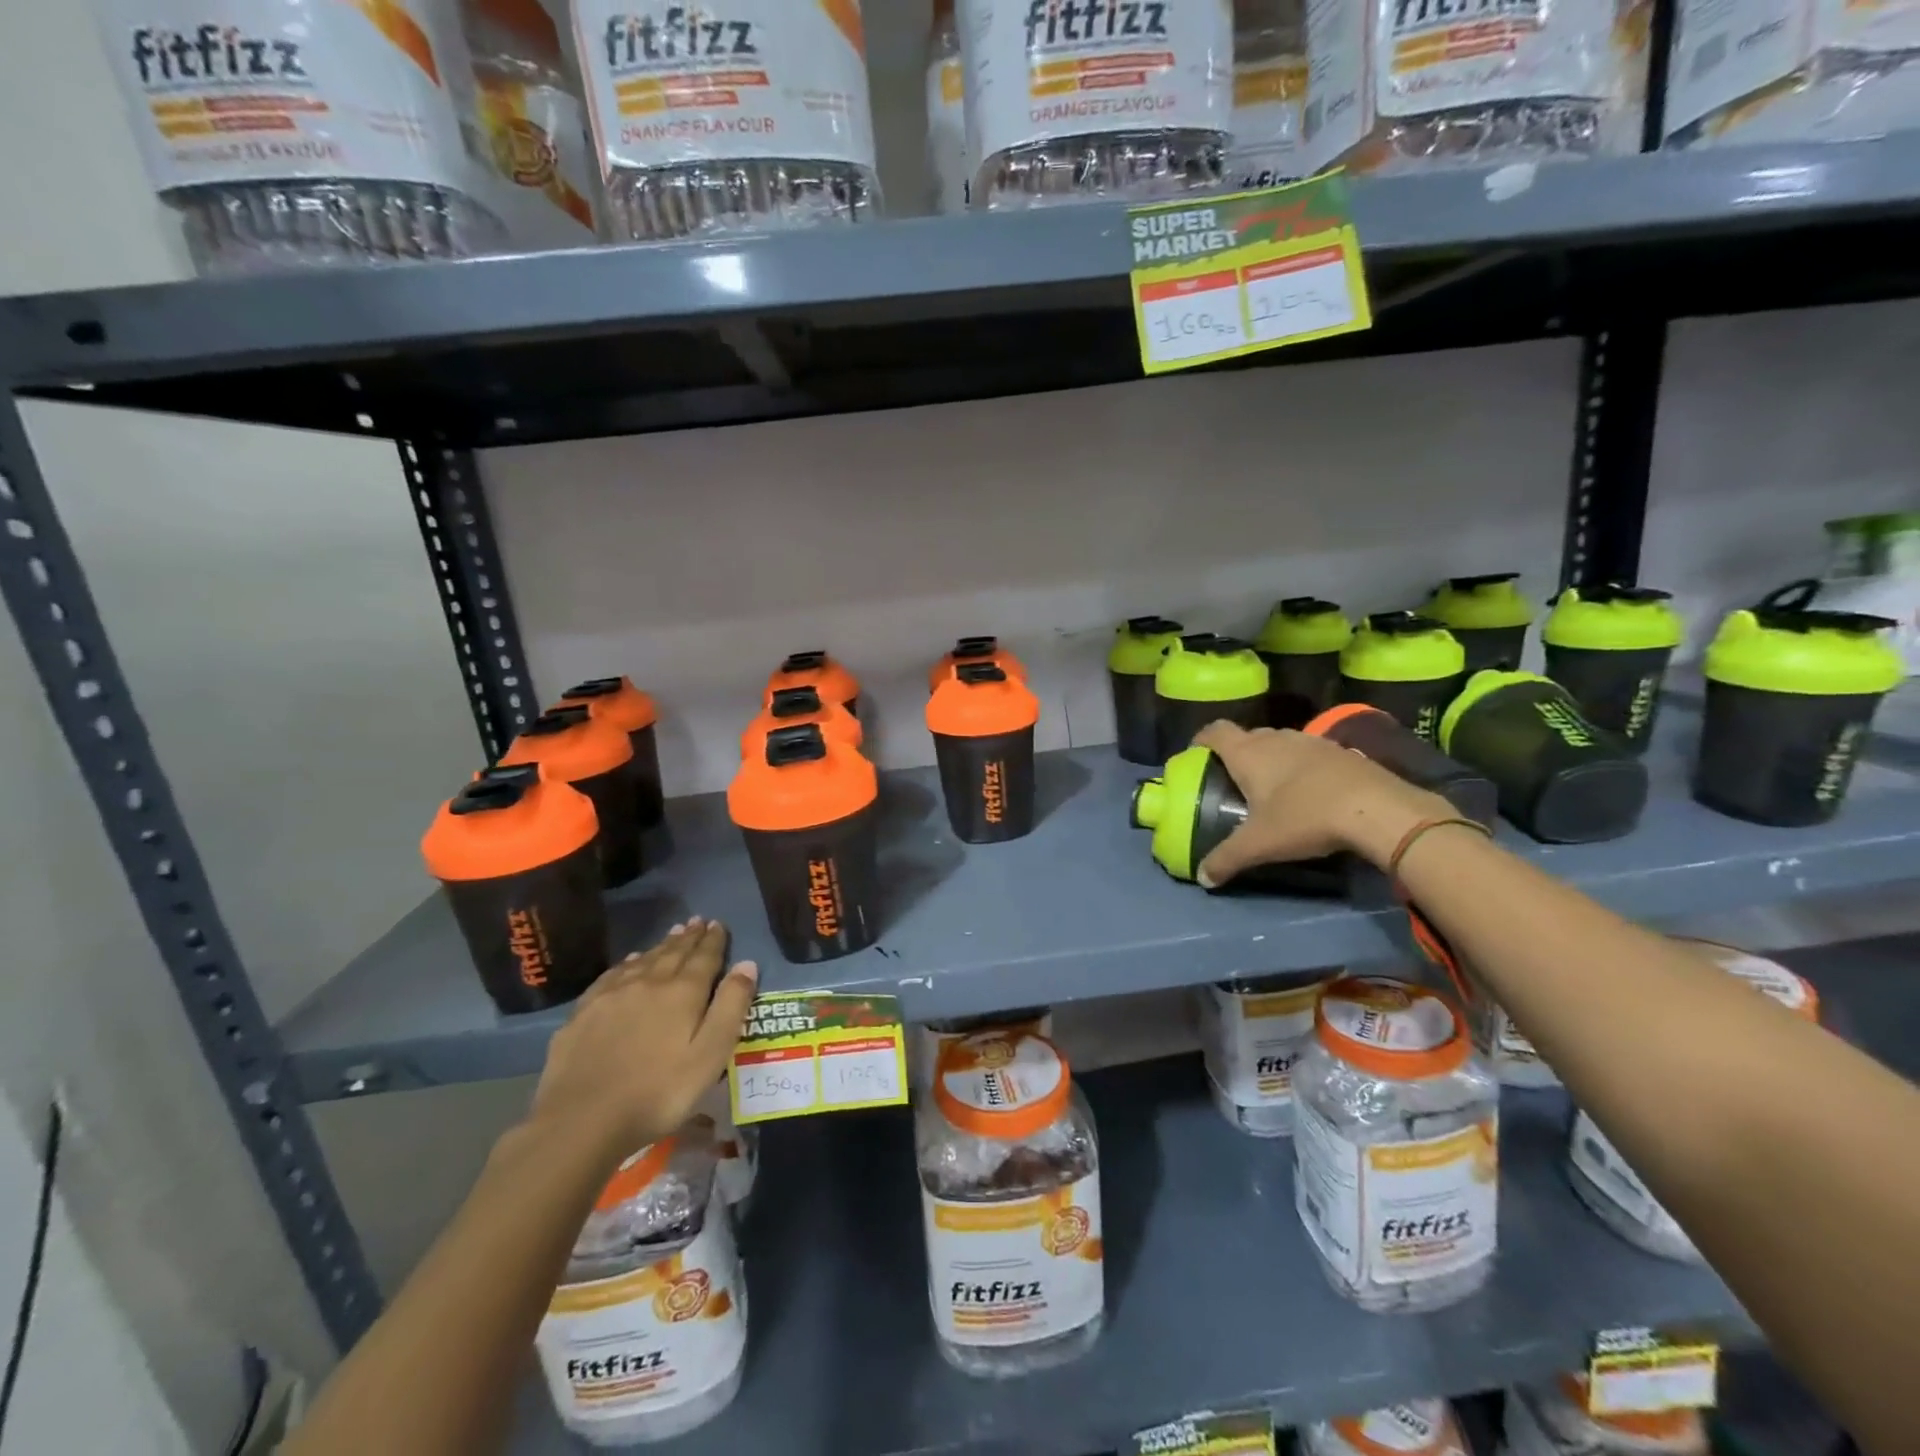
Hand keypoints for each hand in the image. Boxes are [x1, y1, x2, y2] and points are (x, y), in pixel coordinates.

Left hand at [528, 918, 757, 1160]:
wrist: (582, 1119)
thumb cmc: (659, 1092)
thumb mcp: (710, 1054)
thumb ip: (731, 1007)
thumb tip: (746, 964)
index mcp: (683, 992)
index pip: (704, 957)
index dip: (713, 940)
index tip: (718, 924)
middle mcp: (649, 982)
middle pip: (674, 953)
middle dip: (689, 937)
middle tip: (697, 921)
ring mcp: (612, 995)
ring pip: (644, 960)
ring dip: (662, 945)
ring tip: (673, 933)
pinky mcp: (584, 1012)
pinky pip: (613, 975)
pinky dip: (628, 963)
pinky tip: (630, 962)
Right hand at [1190, 722, 1453, 886]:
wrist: (1377, 808)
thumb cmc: (1304, 817)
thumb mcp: (1259, 844)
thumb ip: (1226, 859)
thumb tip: (1202, 877)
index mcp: (1248, 753)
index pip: (1215, 731)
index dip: (1201, 739)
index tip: (1196, 756)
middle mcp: (1275, 739)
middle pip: (1247, 736)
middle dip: (1237, 754)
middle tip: (1234, 782)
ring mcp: (1310, 741)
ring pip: (1279, 743)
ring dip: (1270, 759)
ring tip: (1271, 788)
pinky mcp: (1339, 751)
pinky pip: (1307, 753)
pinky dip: (1300, 767)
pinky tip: (1309, 792)